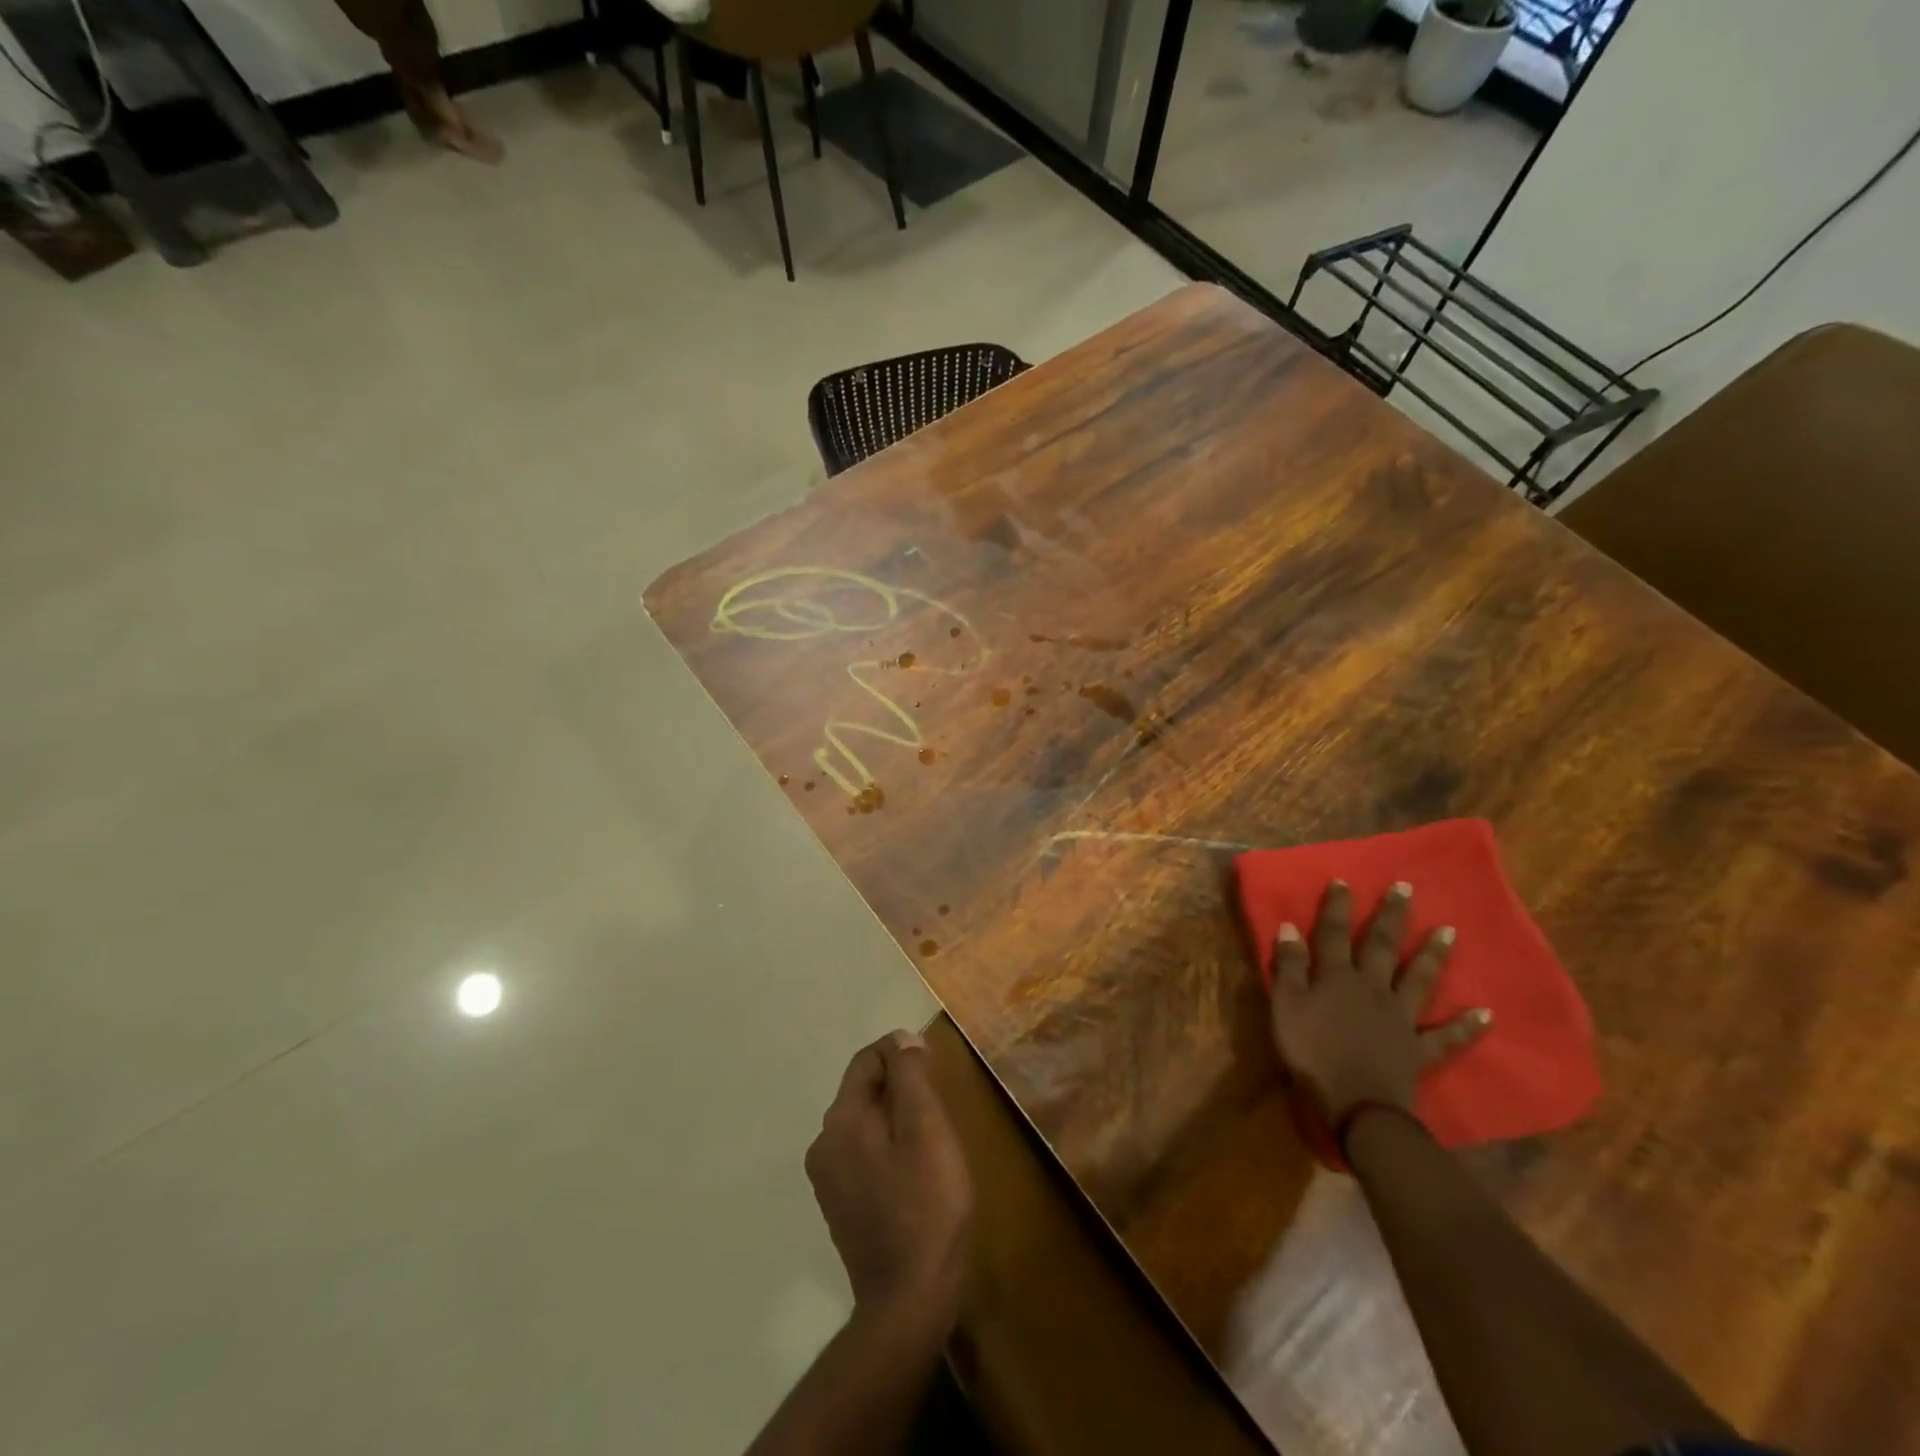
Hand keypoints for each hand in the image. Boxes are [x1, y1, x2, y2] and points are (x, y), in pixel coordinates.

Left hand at [806, 1030, 973, 1331]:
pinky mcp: (839, 1205)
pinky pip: (862, 1153)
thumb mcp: (927, 1129)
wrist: (908, 1301)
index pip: (867, 1060)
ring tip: (930, 1139)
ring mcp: (827, 1178)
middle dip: (899, 1087)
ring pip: (864, 1123)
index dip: (901, 1053)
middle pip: (863, 1090)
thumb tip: (901, 1038)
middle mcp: (824, 1143)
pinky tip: (913, 1171)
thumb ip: (911, 1077)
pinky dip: (886, 1146)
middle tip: (938, 1108)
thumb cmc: (927, 1206)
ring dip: (894, 1117)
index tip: (934, 1069)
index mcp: (842, 1120)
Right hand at [1270, 881, 1490, 1124]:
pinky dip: (1467, 1026)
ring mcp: (1400, 1018)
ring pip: (1418, 980)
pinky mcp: (1419, 1049)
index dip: (1337, 908)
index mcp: (1336, 977)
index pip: (1334, 934)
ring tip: (1449, 931)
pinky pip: (1446, 1036)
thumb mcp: (1285, 1006)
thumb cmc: (1312, 1053)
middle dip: (1392, 916)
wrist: (1357, 1104)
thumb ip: (1288, 966)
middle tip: (1406, 888)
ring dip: (1433, 955)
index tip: (1344, 881)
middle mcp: (1372, 988)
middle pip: (1382, 946)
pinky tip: (1486, 1014)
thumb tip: (1290, 928)